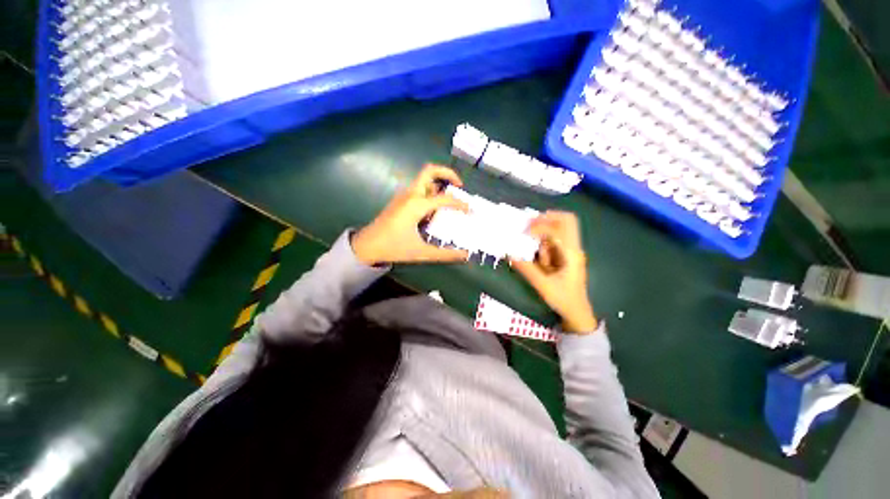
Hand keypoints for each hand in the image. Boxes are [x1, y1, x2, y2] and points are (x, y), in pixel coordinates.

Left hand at [352, 165, 469, 264]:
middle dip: (448, 174)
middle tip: (460, 187)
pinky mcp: (400, 200)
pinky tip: (434, 210)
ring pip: (424, 180)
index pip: (444, 198)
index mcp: (416, 205)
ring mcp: (404, 196)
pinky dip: (431, 192)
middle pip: (430, 171)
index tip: (470, 211)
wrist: (366, 246)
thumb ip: (445, 254)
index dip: (461, 204)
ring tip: (450, 200)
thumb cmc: (393, 248)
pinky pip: (419, 189)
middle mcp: (410, 195)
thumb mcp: (421, 253)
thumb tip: (465, 255)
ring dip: (439, 184)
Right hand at [510, 211, 597, 333]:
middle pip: (566, 220)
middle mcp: (573, 248)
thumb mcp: (543, 285)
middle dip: (546, 218)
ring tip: (531, 247)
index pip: (558, 229)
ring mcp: (570, 251)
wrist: (577, 312)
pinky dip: (543, 242)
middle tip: (528, 224)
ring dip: (543, 234)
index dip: (540, 227)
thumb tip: (510, 254)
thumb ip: (527, 269)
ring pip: (558, 230)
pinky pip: (554, 241)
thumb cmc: (563, 299)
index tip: (524, 234)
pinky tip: (537, 256)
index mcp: (571, 253)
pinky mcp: (565, 255)